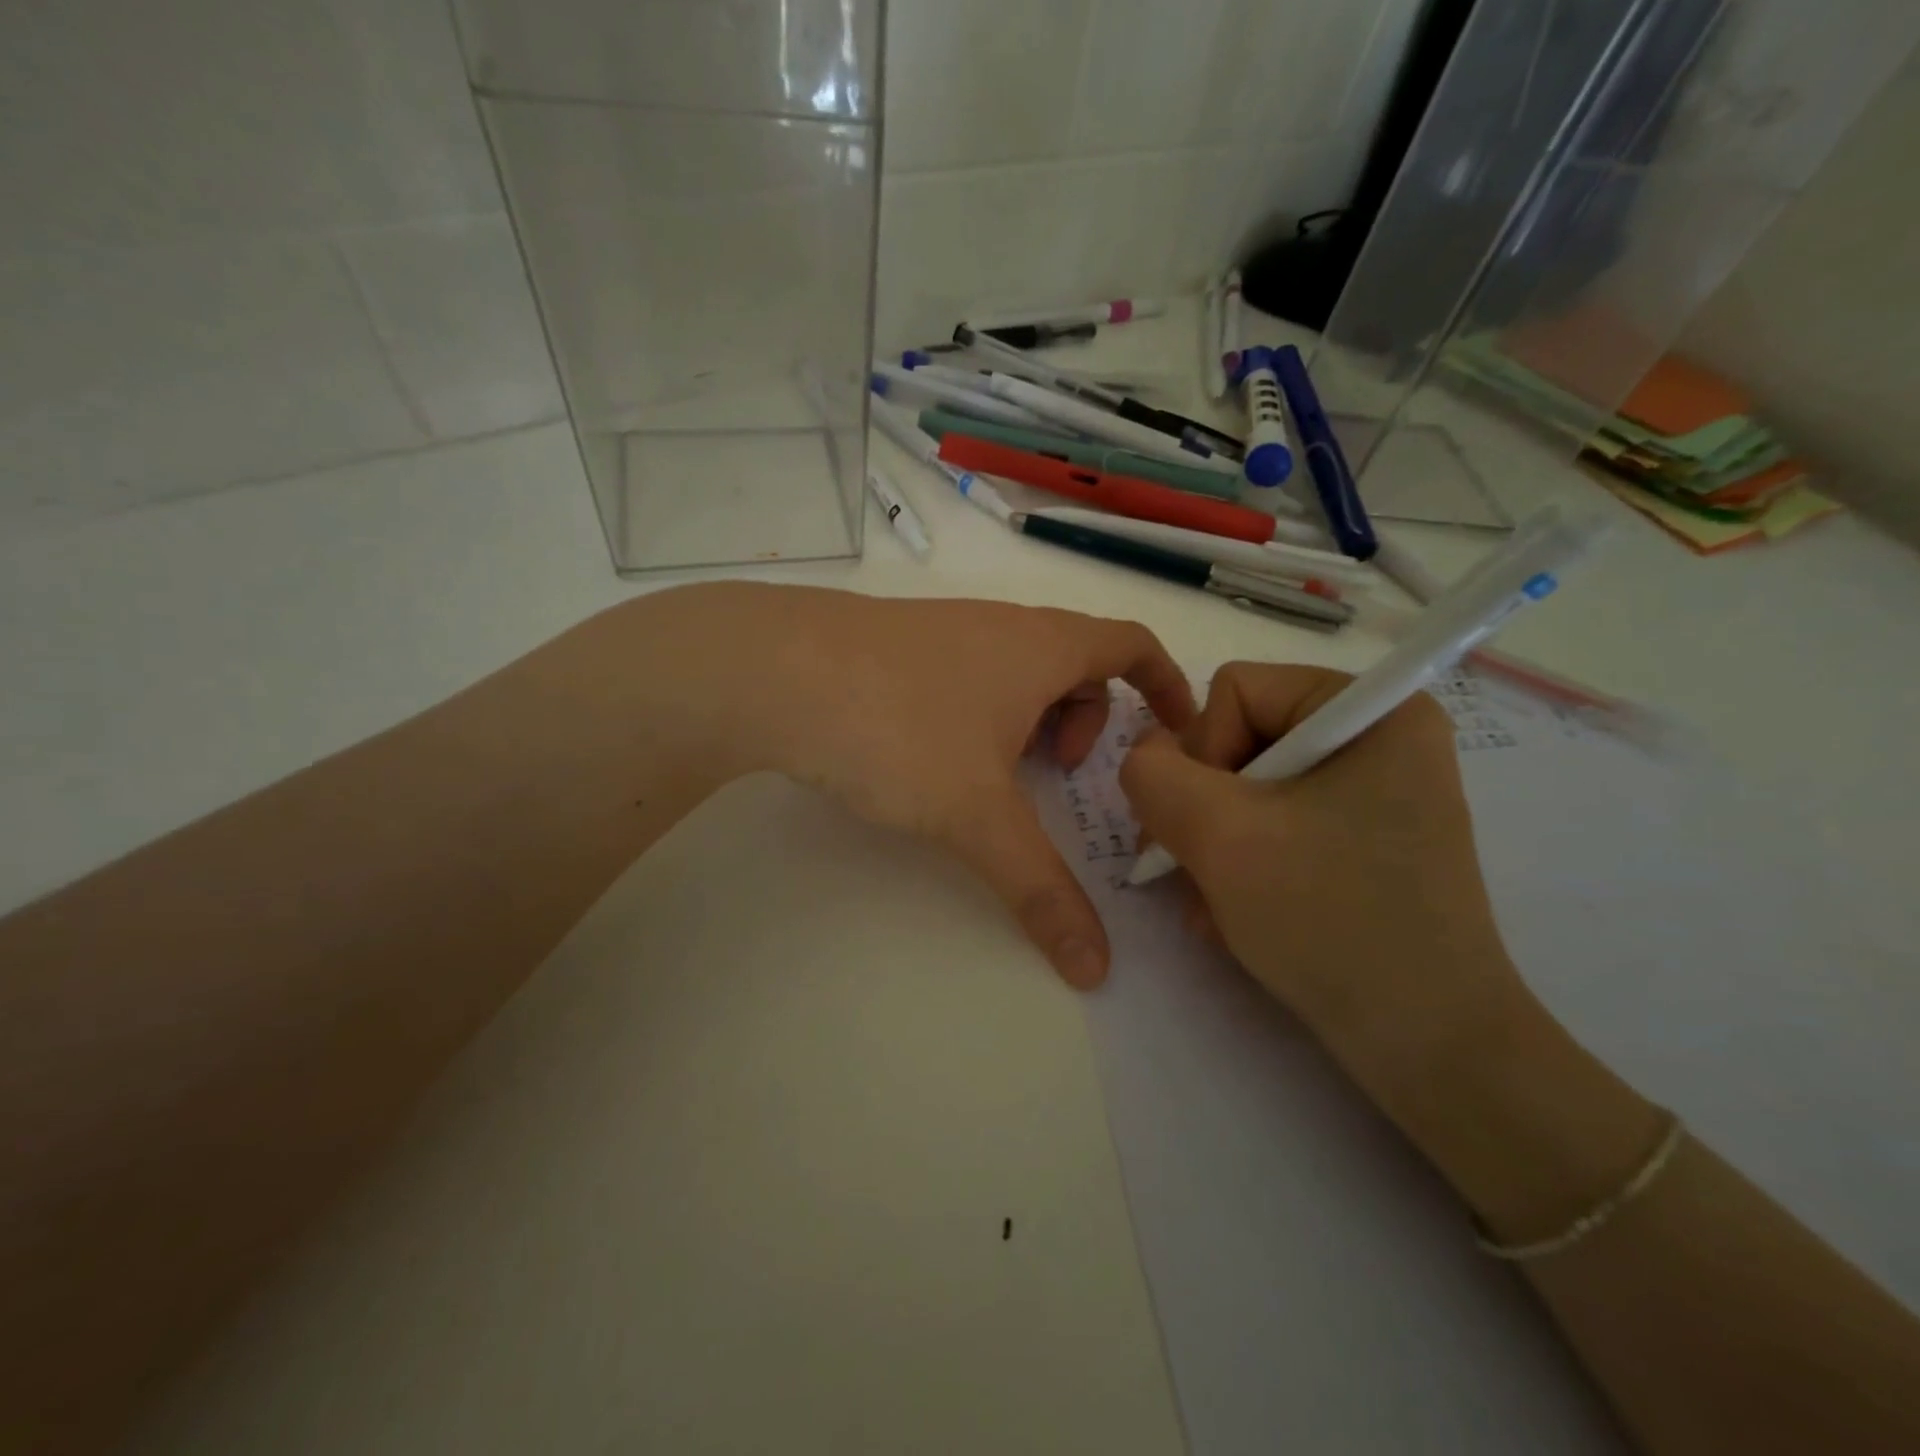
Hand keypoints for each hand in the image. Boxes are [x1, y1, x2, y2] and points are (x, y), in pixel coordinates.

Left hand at [608, 584, 1194, 987]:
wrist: (771, 670)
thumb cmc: (899, 728)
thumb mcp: (977, 815)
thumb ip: (1039, 888)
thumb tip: (1096, 969)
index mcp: (1042, 646)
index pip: (1133, 644)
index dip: (1165, 684)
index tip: (1174, 734)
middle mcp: (1000, 625)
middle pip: (1075, 660)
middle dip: (1086, 718)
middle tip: (1058, 774)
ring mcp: (944, 628)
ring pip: (1015, 668)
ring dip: (1027, 717)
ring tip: (994, 773)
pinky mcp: (894, 644)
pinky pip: (966, 672)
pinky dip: (978, 710)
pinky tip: (932, 755)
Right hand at [1118, 662, 1525, 1107]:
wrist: (1428, 1048)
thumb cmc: (1331, 920)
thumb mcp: (1219, 835)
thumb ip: (1154, 775)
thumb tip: (1145, 758)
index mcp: (1372, 710)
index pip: (1236, 690)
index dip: (1203, 753)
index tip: (1211, 826)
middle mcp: (1378, 740)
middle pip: (1238, 741)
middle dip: (1204, 812)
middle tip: (1194, 872)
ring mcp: (1373, 796)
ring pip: (1246, 791)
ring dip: (1214, 848)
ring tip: (1216, 907)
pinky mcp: (1362, 843)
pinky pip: (1274, 828)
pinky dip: (1241, 868)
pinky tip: (1237, 916)